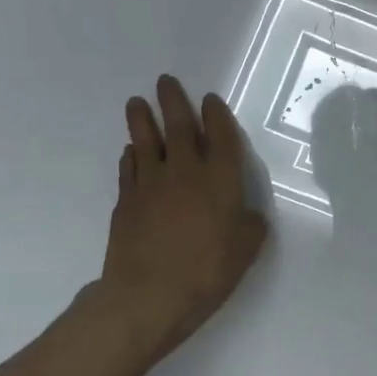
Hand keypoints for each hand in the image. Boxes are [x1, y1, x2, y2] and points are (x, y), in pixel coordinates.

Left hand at [74, 75, 269, 368]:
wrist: (149, 294)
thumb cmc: (208, 270)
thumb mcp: (247, 249)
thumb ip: (250, 225)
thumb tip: (246, 215)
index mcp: (220, 179)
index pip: (220, 137)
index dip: (217, 116)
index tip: (210, 99)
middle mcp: (185, 172)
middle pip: (179, 127)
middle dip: (174, 101)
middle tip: (165, 81)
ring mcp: (151, 184)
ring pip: (146, 142)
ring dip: (142, 120)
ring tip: (137, 102)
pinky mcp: (126, 202)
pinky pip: (129, 170)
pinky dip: (130, 157)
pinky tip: (130, 152)